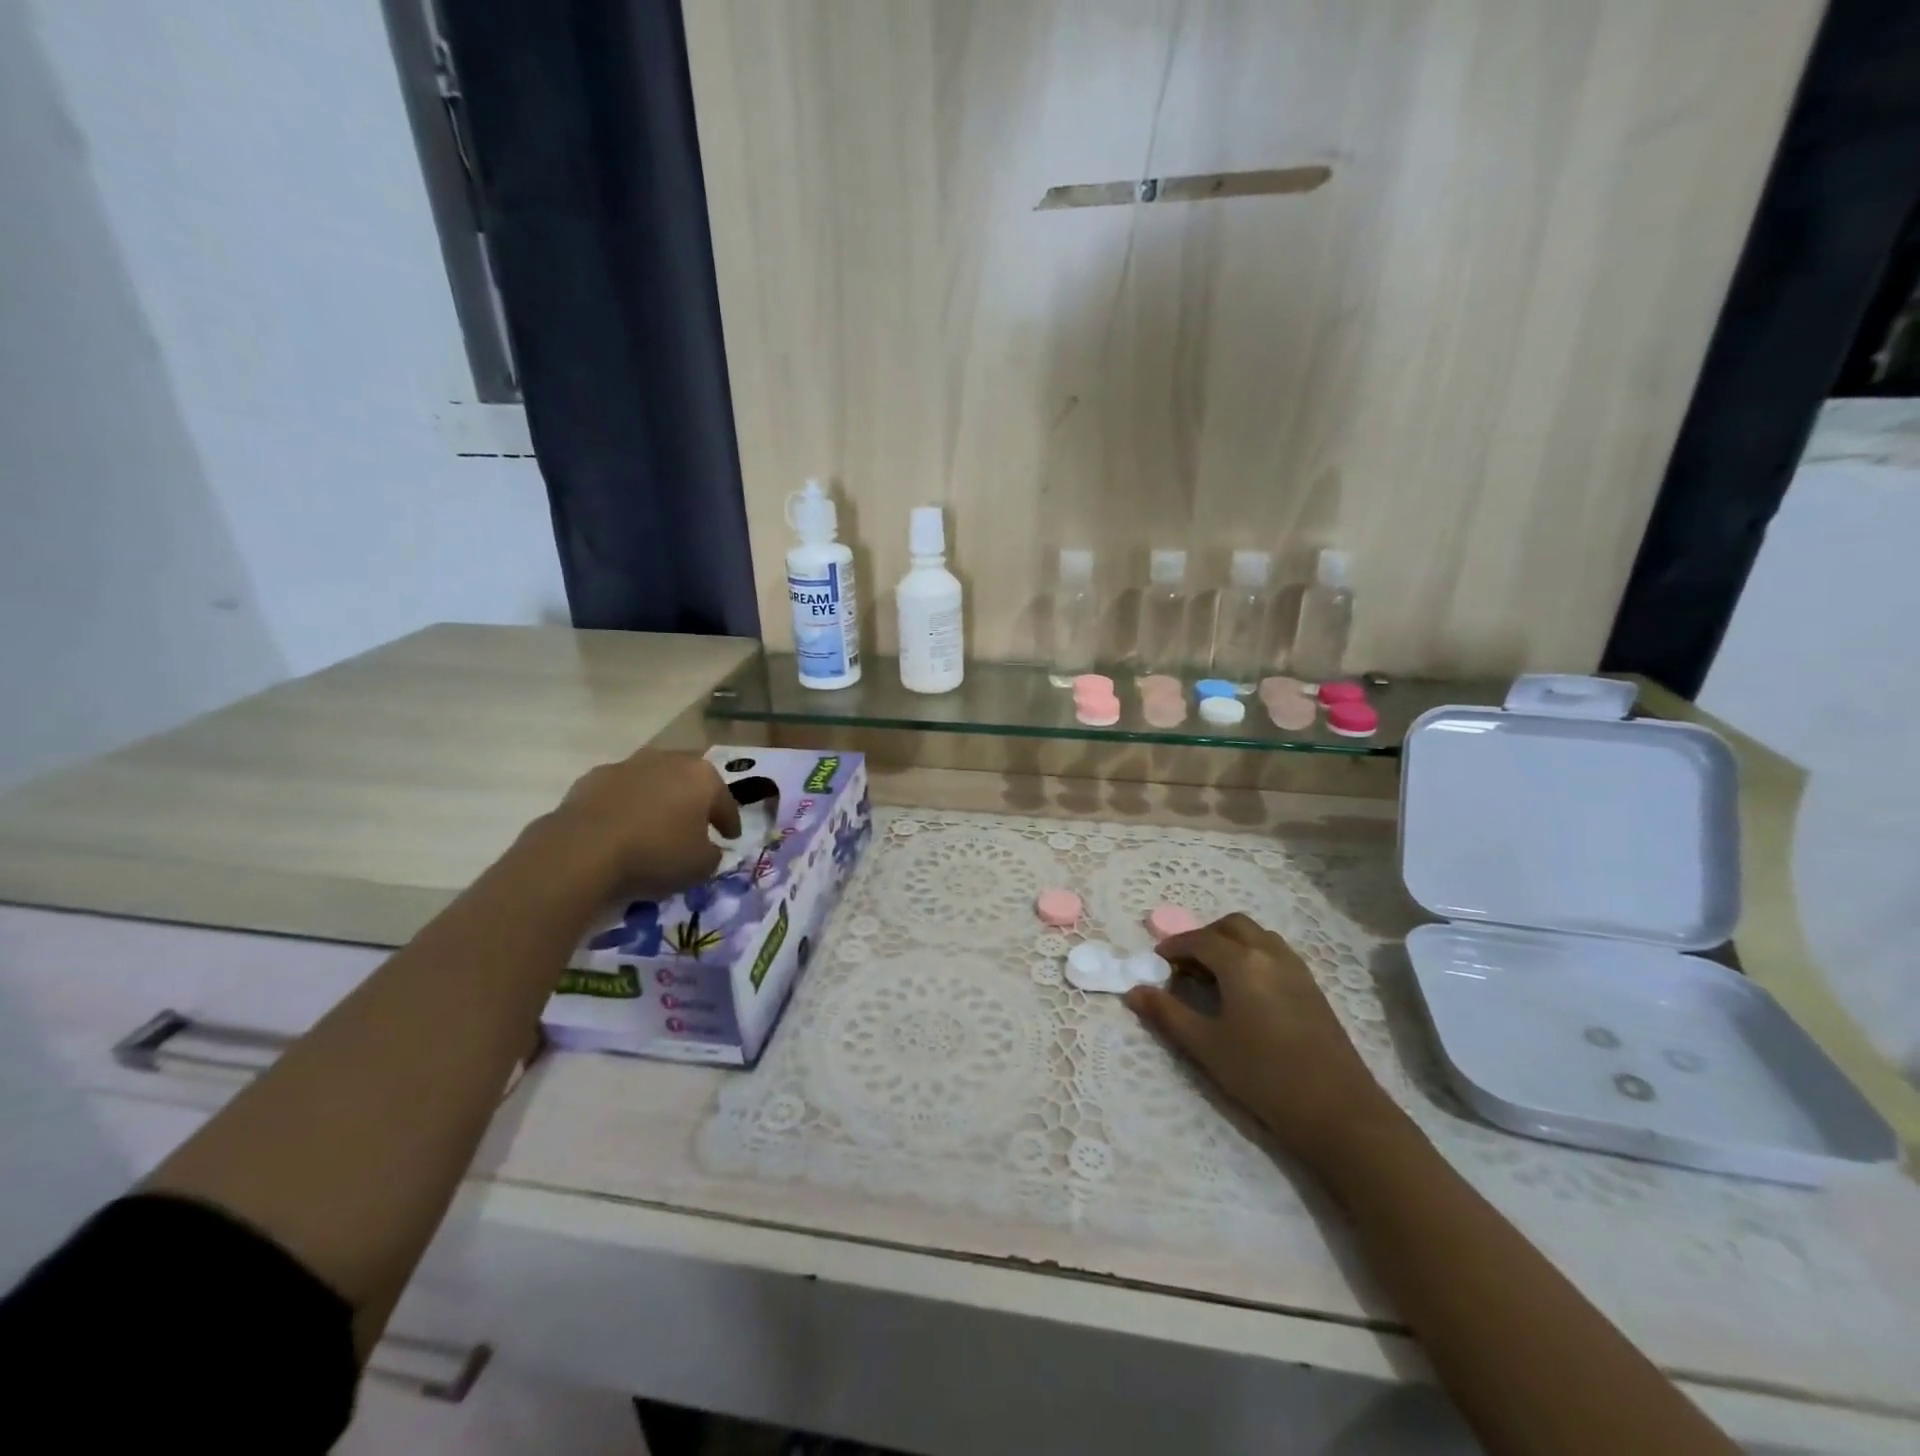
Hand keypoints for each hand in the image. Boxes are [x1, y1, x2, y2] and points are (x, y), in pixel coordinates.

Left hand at [551, 749, 740, 897]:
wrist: (582, 852)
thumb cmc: (656, 854)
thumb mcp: (701, 866)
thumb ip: (713, 854)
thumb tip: (708, 848)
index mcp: (702, 776)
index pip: (725, 801)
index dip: (730, 822)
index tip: (730, 838)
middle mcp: (668, 760)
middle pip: (689, 781)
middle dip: (694, 801)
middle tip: (695, 825)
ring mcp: (628, 765)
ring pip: (653, 782)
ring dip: (658, 800)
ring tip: (654, 827)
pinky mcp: (592, 777)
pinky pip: (620, 793)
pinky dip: (626, 807)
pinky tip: (622, 829)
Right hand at [1125, 913, 1396, 1170]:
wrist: (1338, 1111)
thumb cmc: (1263, 1075)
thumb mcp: (1205, 1046)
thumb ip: (1167, 1014)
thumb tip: (1134, 991)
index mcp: (1241, 962)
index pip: (1199, 940)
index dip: (1173, 947)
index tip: (1156, 964)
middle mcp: (1269, 953)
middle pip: (1231, 926)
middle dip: (1204, 937)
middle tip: (1184, 966)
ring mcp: (1296, 968)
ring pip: (1257, 936)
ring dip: (1230, 943)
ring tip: (1213, 976)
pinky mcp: (1312, 987)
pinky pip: (1275, 953)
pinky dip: (1253, 956)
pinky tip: (1246, 992)